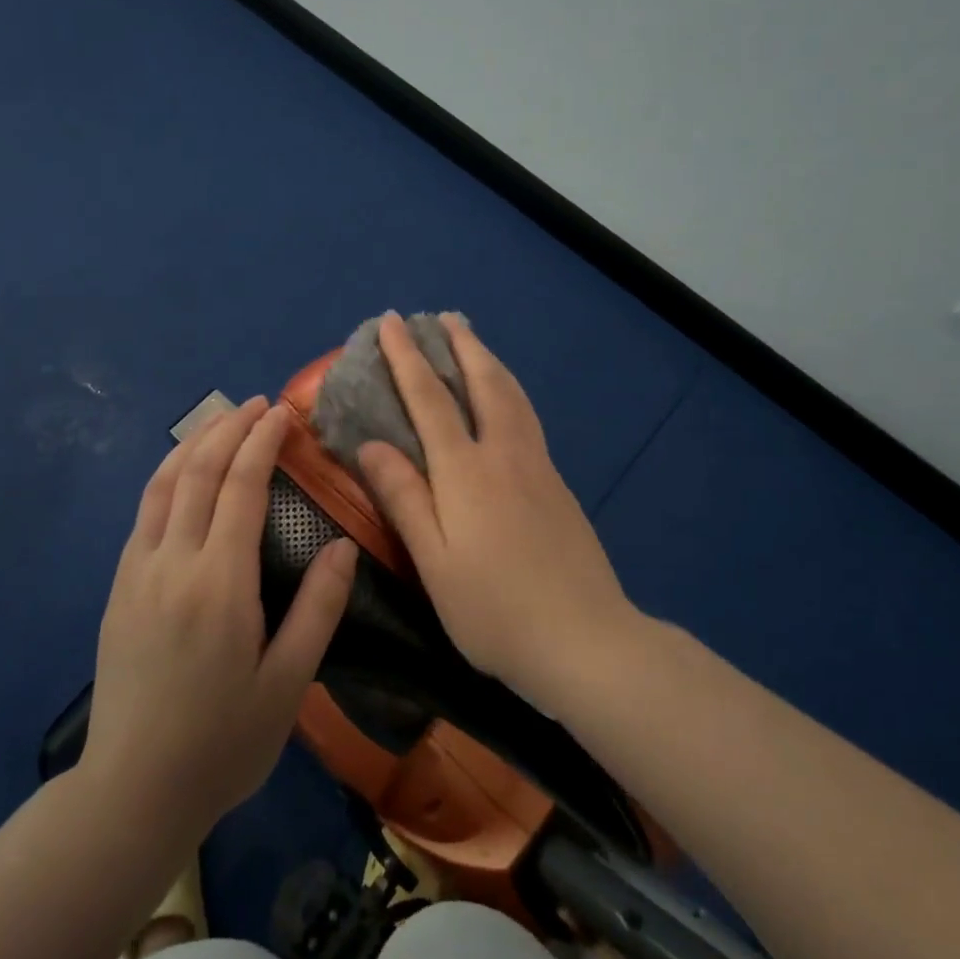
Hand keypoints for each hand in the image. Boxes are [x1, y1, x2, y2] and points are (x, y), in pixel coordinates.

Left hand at [84, 397, 357, 841]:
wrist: (134, 790)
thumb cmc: (223, 742)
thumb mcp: (288, 683)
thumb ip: (318, 608)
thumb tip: (343, 545)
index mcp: (219, 582)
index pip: (241, 487)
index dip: (262, 442)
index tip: (282, 412)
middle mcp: (173, 562)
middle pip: (198, 472)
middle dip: (229, 428)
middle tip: (257, 404)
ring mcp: (138, 571)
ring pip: (163, 484)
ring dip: (193, 443)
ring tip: (221, 421)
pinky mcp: (119, 587)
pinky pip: (144, 512)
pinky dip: (168, 476)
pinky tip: (183, 474)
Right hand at [357, 314, 634, 709]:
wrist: (587, 641)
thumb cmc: (495, 610)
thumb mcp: (434, 562)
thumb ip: (404, 498)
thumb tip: (372, 444)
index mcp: (466, 472)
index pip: (430, 400)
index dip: (407, 358)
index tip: (392, 323)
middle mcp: (504, 455)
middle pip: (483, 382)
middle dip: (461, 345)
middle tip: (444, 316)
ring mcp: (538, 467)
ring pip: (513, 396)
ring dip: (490, 361)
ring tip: (474, 342)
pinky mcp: (558, 485)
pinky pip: (527, 417)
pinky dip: (509, 390)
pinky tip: (506, 401)